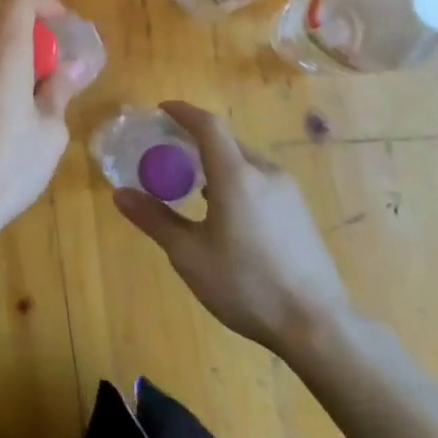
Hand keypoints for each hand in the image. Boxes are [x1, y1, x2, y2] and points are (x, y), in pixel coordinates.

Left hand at [0, 0, 80, 246]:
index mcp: (3, 57)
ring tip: (19, 107)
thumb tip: (73, 65)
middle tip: (44, 78)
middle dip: (25, 44)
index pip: (17, 1)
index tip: (60, 24)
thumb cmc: (8, 169)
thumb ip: (59, 91)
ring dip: (2, 65)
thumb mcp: (49, 134)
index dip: (43, 3)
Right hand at [113, 101, 354, 364]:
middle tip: (169, 153)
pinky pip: (260, 181)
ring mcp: (288, 192)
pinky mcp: (300, 212)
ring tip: (194, 185)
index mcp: (236, 175)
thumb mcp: (189, 255)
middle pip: (226, 142)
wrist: (317, 326)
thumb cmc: (246, 285)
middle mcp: (265, 173)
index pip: (208, 125)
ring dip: (217, 163)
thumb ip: (155, 219)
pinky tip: (226, 213)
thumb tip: (120, 195)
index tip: (161, 110)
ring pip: (245, 162)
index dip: (183, 112)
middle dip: (196, 141)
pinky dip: (236, 181)